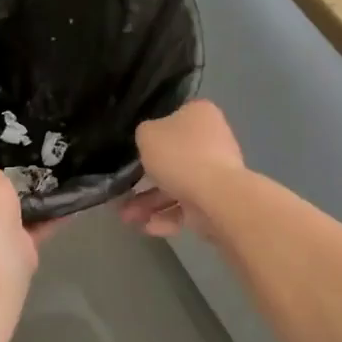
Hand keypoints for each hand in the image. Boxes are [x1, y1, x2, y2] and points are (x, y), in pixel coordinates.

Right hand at [118, 100, 246, 237]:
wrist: (217, 197)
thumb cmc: (180, 156)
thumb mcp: (147, 134)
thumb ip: (144, 135)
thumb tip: (151, 142)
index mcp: (200, 115)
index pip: (173, 119)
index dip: (152, 136)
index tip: (135, 152)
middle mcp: (212, 140)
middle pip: (173, 158)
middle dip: (144, 180)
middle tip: (124, 193)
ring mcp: (217, 172)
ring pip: (177, 186)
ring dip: (150, 203)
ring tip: (128, 218)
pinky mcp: (218, 201)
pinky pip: (188, 207)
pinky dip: (168, 217)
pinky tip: (148, 227)